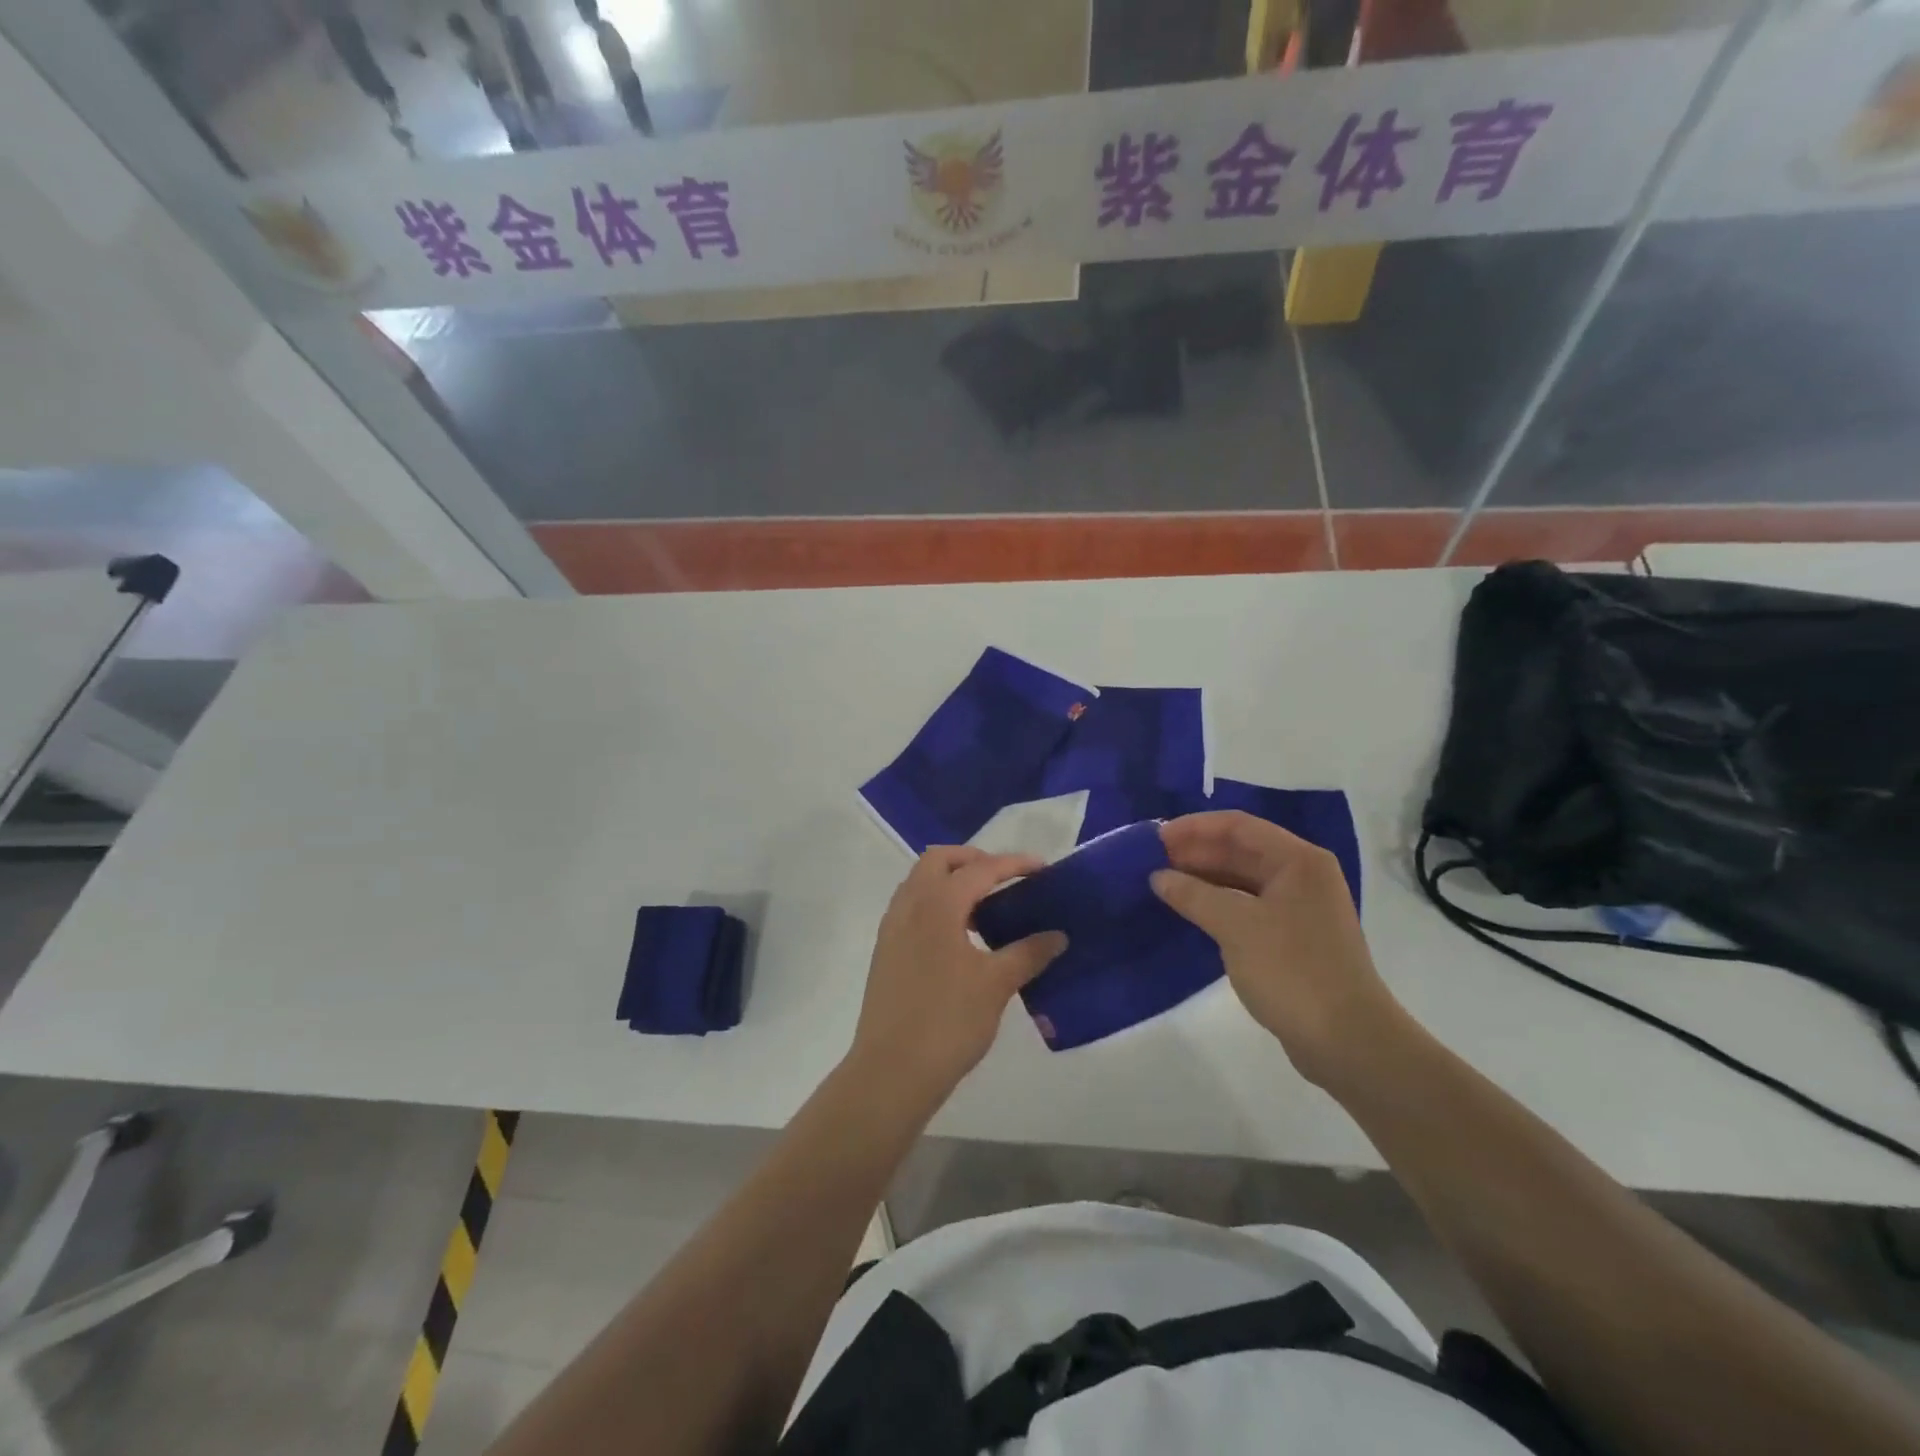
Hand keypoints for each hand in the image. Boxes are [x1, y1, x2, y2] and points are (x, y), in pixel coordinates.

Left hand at [849, 847, 1066, 1112]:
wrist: (891, 1072)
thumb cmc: (948, 1022)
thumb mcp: (996, 985)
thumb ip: (1028, 953)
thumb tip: (1057, 935)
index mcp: (936, 905)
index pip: (979, 869)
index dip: (1013, 864)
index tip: (1043, 868)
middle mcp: (909, 906)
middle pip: (938, 861)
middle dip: (973, 860)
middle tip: (1005, 879)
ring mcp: (892, 928)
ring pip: (920, 883)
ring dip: (951, 881)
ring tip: (986, 907)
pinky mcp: (886, 951)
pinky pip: (912, 908)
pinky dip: (937, 905)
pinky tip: (960, 936)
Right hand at [1153, 812, 1401, 1089]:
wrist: (1348, 1042)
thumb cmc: (1293, 971)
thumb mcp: (1236, 927)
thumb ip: (1193, 895)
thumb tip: (1159, 876)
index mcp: (1298, 861)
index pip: (1238, 826)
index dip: (1194, 828)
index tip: (1155, 838)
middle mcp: (1302, 876)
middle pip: (1241, 850)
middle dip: (1196, 852)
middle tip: (1152, 861)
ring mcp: (1300, 908)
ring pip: (1243, 879)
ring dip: (1204, 878)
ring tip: (1163, 884)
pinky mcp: (1293, 938)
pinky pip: (1248, 906)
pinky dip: (1218, 903)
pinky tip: (1190, 911)